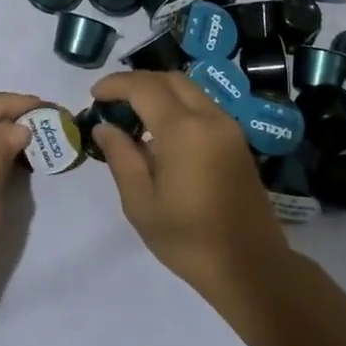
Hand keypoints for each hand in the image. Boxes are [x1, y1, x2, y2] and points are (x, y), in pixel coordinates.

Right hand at [88, 72, 290, 297]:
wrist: (251, 267)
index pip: (144, 87)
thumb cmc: (189, 240)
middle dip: (138, 83)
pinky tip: (161, 134)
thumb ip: (121, 158)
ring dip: (159, 92)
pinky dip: (178, 106)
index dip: (116, 84)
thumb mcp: (141, 204)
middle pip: (170, 79)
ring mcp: (229, 127)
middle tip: (112, 102)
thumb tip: (104, 127)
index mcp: (184, 130)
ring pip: (190, 90)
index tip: (94, 95)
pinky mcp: (237, 141)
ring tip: (133, 116)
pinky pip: (203, 107)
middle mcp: (210, 118)